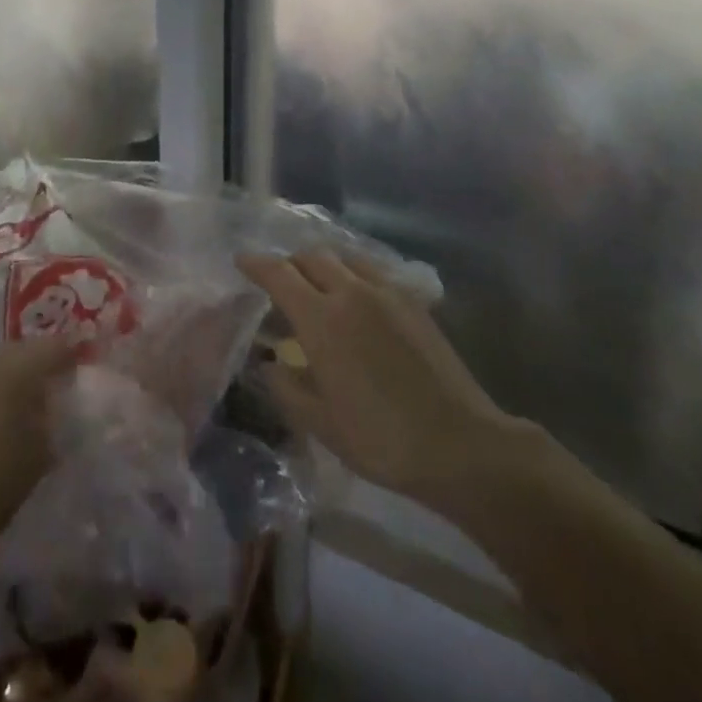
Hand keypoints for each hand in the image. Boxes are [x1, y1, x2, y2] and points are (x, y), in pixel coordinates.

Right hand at [237, 250, 534, 506]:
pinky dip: (352, 274)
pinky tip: (356, 301)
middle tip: (279, 285)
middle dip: (289, 263)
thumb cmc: (381, 439)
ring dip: (322, 265)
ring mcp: (386, 292)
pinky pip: (372, 271)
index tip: (241, 261)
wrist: (460, 445)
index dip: (256, 264)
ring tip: (317, 289)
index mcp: (321, 318)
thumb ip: (286, 386)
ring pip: (344, 258)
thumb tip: (268, 362)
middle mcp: (351, 291)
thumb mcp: (320, 423)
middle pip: (311, 257)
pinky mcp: (413, 301)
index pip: (279, 273)